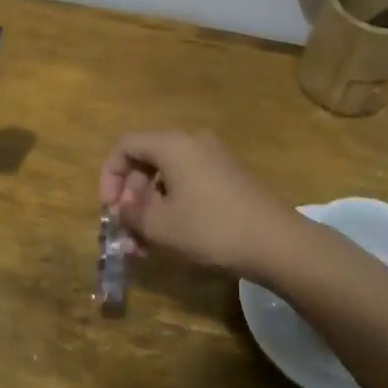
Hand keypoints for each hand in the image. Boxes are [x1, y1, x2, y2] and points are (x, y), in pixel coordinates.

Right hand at [99, 130, 302, 280]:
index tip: (109, 209)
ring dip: (152, 207)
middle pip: (147, 161)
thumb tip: (122, 209)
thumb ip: (131, 215)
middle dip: (131, 197)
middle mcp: (193, 142)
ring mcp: (215, 158)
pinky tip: (173, 238)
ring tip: (147, 245)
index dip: (109, 176)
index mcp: (172, 144)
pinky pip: (190, 184)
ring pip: (168, 177)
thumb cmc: (211, 228)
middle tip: (128, 231)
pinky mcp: (230, 178)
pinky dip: (174, 206)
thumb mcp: (161, 226)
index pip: (126, 145)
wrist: (278, 243)